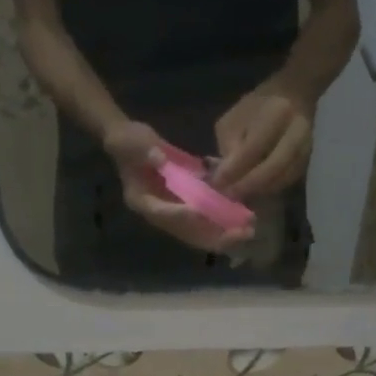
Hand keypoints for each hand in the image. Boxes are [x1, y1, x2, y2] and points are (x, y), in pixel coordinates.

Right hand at [102, 121, 253, 255]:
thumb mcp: (131, 142)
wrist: (130, 142)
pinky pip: (206, 216)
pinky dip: (223, 216)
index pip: (162, 213)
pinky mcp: (185, 203)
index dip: (180, 214)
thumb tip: (160, 159)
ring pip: (200, 229)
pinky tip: (244, 213)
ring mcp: (174, 210)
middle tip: (241, 232)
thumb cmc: (127, 141)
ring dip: (223, 230)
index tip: (200, 212)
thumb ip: (144, 151)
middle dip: (214, 234)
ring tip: (248, 228)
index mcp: (141, 201)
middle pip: (187, 231)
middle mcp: (159, 212)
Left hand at [212, 85, 313, 200]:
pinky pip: (288, 181)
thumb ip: (228, 144)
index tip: (217, 183)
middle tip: (229, 195)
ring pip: (282, 178)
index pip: (253, 148)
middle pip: (273, 167)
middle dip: (248, 185)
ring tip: (239, 196)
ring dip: (259, 191)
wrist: (294, 96)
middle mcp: (296, 131)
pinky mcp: (308, 160)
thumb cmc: (257, 107)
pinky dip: (270, 190)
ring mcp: (306, 147)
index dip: (234, 169)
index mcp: (276, 113)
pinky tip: (255, 192)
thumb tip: (225, 175)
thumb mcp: (234, 118)